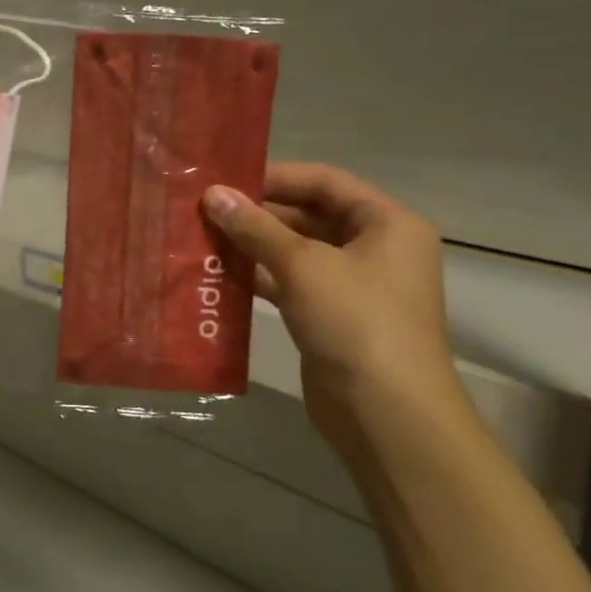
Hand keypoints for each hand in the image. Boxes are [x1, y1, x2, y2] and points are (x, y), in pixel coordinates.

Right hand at [202, 163, 465, 455]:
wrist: (387, 415)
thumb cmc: (355, 322)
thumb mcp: (302, 265)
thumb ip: (255, 227)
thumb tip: (212, 194)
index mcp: (388, 224)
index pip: (325, 181)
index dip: (276, 176)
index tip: (227, 179)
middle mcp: (376, 249)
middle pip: (310, 215)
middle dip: (258, 213)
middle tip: (206, 208)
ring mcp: (354, 286)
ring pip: (296, 251)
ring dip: (253, 245)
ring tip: (203, 236)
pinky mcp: (331, 317)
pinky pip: (291, 283)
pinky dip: (259, 277)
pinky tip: (219, 273)